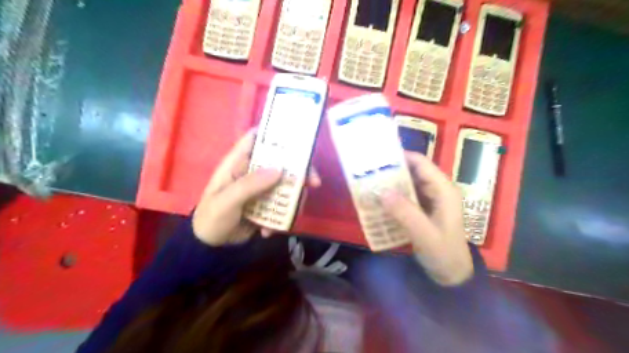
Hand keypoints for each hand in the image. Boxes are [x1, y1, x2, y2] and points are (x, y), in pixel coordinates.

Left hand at [192, 129, 320, 245]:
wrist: (211, 246)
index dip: (274, 133)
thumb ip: (250, 184)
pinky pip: (283, 204)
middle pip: (280, 161)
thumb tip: (280, 169)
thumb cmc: (211, 218)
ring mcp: (262, 188)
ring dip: (294, 199)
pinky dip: (283, 217)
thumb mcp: (227, 201)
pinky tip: (268, 231)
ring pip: (286, 184)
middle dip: (299, 171)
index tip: (297, 138)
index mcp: (238, 163)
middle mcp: (253, 171)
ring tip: (290, 216)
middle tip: (314, 182)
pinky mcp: (267, 204)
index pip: (255, 138)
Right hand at [377, 151, 470, 286]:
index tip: (378, 158)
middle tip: (367, 172)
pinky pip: (405, 197)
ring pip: (407, 184)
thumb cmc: (444, 254)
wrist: (453, 275)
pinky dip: (392, 197)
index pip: (421, 163)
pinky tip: (377, 201)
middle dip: (391, 171)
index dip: (401, 157)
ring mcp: (430, 200)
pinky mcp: (422, 209)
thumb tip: (381, 191)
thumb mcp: (425, 235)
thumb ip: (405, 213)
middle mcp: (437, 190)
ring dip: (389, 184)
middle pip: (412, 172)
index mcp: (443, 190)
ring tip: (368, 184)